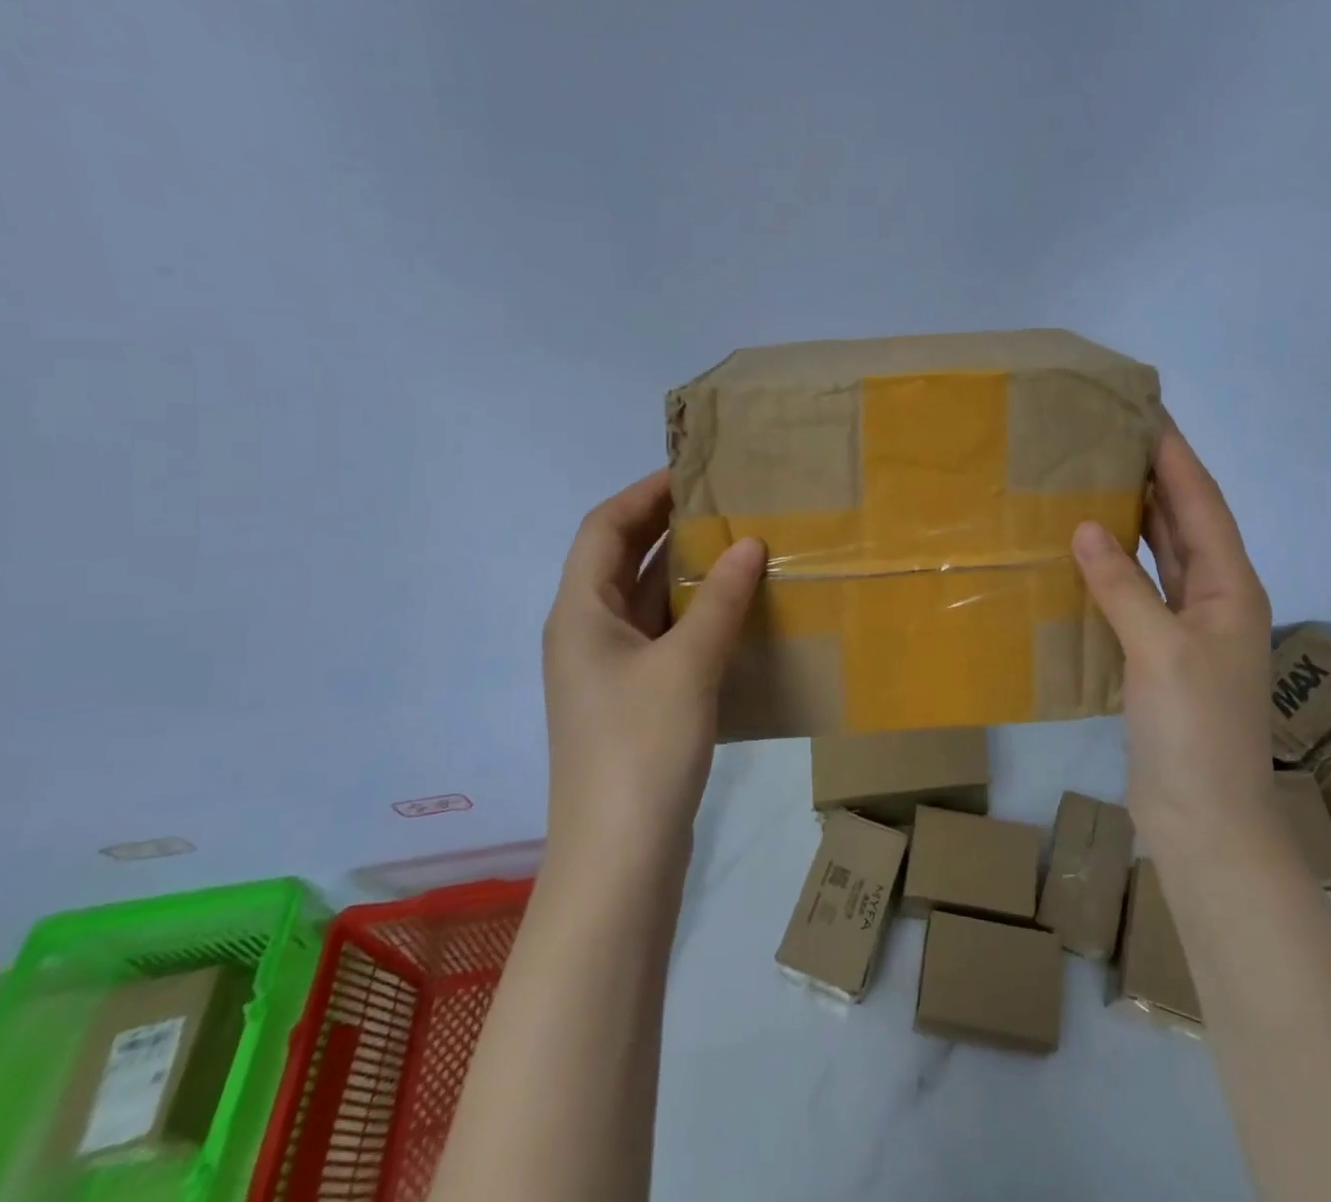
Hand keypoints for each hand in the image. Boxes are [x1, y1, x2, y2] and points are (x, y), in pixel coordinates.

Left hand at [542, 470, 765, 857]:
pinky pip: (664, 636)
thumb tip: (749, 543)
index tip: (694, 472)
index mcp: (580, 613)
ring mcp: (610, 669)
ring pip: (647, 600)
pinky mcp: (634, 699)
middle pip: (622, 560)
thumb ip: (719, 599)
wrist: (619, 857)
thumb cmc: (642, 747)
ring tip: (741, 545)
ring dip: (687, 571)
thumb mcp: (688, 664)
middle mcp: (587, 632)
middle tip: (726, 503)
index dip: (644, 493)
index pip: (603, 528)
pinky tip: (737, 610)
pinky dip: (695, 614)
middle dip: (668, 526)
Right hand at [1072, 421, 1276, 852]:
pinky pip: (1137, 593)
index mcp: (1231, 589)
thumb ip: (1123, 587)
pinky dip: (1115, 568)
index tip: (1148, 415)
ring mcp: (1187, 629)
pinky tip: (1085, 554)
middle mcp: (1214, 600)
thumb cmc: (1195, 730)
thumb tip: (1085, 527)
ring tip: (1096, 481)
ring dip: (1135, 520)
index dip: (1176, 459)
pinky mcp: (1159, 654)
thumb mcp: (1160, 651)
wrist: (1203, 819)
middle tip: (1113, 438)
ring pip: (1161, 558)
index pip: (1202, 506)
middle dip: (1156, 479)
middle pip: (1185, 525)